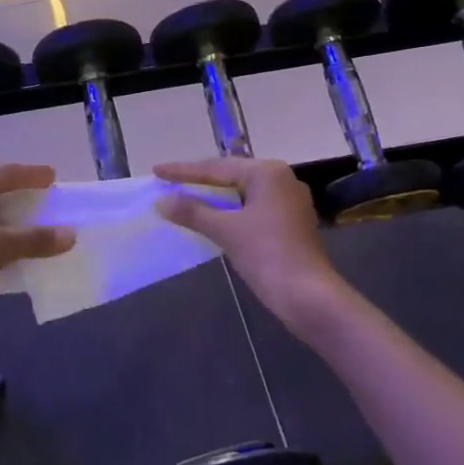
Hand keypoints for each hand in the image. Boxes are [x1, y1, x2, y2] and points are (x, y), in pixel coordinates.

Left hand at [0, 163, 74, 343]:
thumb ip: (35, 239)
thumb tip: (71, 234)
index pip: (4, 173)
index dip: (30, 175)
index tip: (54, 176)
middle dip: (22, 200)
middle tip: (49, 203)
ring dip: (12, 227)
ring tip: (40, 231)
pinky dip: (0, 247)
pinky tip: (17, 258)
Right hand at [155, 158, 349, 330]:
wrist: (307, 296)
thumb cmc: (267, 255)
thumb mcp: (225, 230)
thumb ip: (192, 212)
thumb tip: (162, 201)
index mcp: (267, 173)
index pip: (216, 168)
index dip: (183, 171)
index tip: (156, 171)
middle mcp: (280, 179)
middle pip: (230, 176)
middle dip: (199, 180)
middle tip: (168, 181)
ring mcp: (288, 202)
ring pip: (240, 193)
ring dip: (213, 197)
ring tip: (183, 196)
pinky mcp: (288, 223)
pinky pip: (250, 208)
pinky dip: (228, 211)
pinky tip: (210, 217)